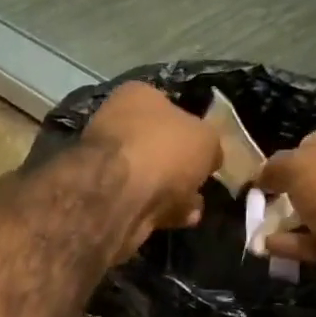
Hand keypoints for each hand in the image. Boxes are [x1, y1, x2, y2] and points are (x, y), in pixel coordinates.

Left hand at [82, 80, 220, 261]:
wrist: (119, 196)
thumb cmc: (164, 150)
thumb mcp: (206, 139)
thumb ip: (210, 145)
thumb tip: (209, 156)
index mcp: (136, 96)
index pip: (169, 107)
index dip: (192, 129)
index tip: (207, 151)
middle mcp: (116, 124)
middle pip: (159, 145)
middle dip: (182, 167)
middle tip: (202, 182)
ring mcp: (107, 163)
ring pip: (151, 177)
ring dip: (176, 193)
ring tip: (196, 208)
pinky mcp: (105, 198)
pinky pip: (143, 202)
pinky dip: (162, 210)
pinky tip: (181, 220)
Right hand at [254, 108, 315, 299]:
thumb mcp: (294, 165)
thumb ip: (274, 167)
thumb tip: (263, 176)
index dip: (298, 154)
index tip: (277, 174)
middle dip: (301, 190)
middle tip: (273, 201)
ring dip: (299, 219)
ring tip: (265, 229)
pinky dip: (306, 240)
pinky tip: (274, 247)